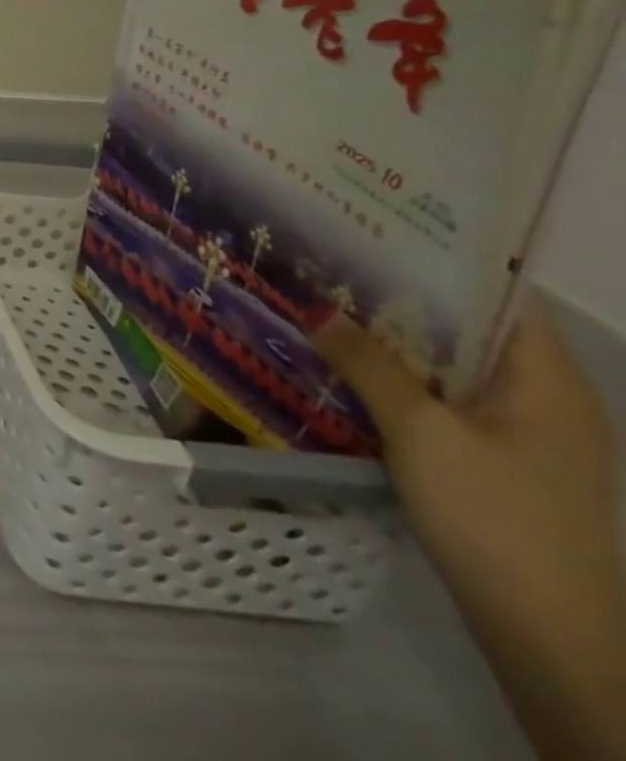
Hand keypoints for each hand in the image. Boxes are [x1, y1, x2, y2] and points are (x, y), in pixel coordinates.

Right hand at [319, 303, 625, 759]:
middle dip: (400, 300)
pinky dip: (398, 381)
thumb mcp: (420, 432)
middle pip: (469, 331)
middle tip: (328, 267)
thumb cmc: (495, 517)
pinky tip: (345, 372)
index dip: (443, 260)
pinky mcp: (497, 465)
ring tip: (323, 310)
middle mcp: (545, 402)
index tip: (374, 232)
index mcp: (549, 384)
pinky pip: (443, 402)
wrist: (546, 632)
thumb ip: (367, 365)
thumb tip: (316, 308)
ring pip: (450, 368)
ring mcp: (524, 437)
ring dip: (392, 343)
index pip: (502, 298)